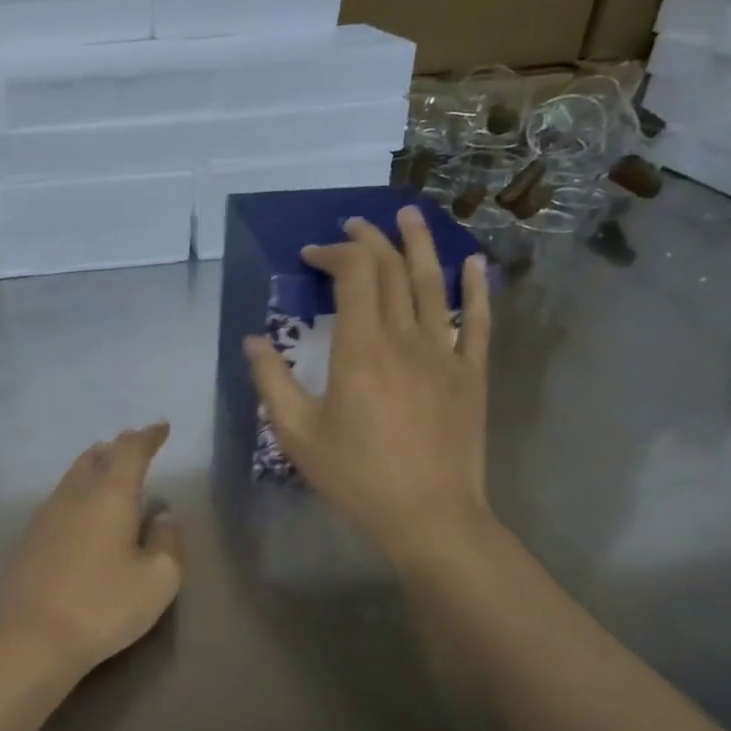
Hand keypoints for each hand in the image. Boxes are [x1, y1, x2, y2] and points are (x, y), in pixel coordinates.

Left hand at [0, 424, 182, 683]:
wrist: (31, 637)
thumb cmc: (103, 605)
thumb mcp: (157, 580)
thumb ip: (168, 541)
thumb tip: (163, 516)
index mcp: (110, 494)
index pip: (131, 450)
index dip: (148, 436)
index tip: (161, 428)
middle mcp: (77, 493)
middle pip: (98, 456)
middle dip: (120, 447)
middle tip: (136, 445)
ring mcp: (48, 513)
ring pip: (75, 473)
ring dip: (95, 464)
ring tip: (108, 464)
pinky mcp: (32, 536)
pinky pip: (61, 495)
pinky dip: (79, 487)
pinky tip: (82, 506)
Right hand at [244, 208, 493, 575]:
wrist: (429, 516)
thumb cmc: (356, 476)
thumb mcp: (296, 433)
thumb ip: (272, 381)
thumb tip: (253, 340)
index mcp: (360, 349)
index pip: (353, 276)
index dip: (333, 254)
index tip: (311, 255)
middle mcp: (405, 339)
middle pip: (392, 270)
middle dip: (370, 241)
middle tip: (352, 226)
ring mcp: (444, 353)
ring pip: (434, 283)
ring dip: (419, 244)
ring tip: (407, 214)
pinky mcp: (471, 374)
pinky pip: (477, 321)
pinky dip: (476, 288)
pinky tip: (474, 263)